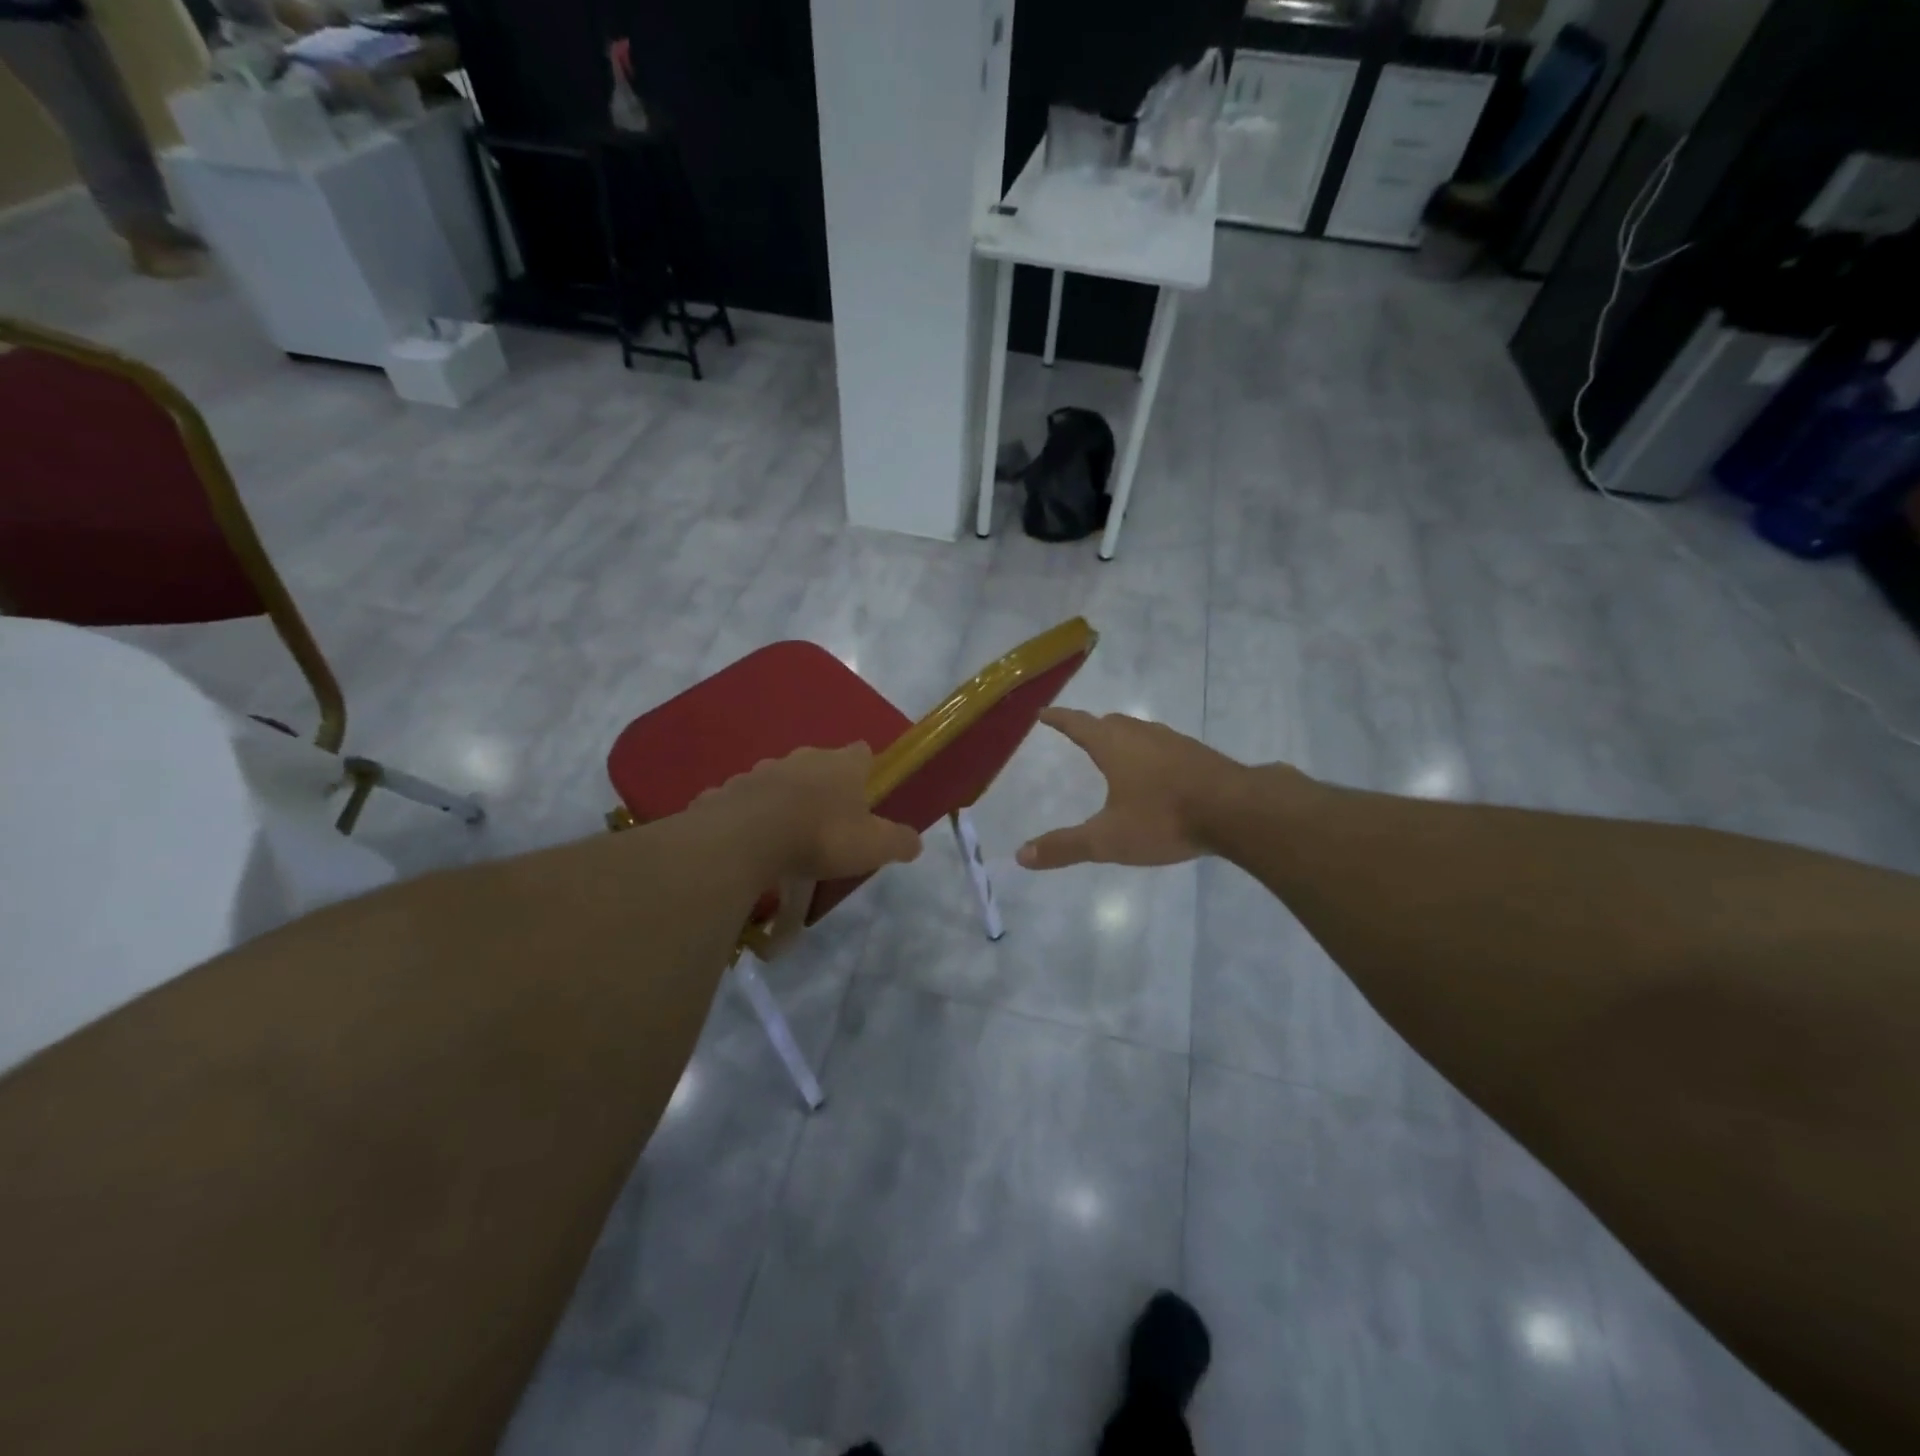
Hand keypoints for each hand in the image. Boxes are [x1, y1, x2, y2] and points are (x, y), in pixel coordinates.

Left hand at [701, 744, 922, 882]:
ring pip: (780, 779)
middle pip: (820, 764)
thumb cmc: (822, 836)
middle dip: (824, 785)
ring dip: (786, 799)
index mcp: (843, 764)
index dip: (865, 769)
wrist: (747, 838)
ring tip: (788, 834)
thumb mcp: (873, 846)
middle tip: (828, 820)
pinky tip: (751, 841)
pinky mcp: (728, 790)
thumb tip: (915, 842)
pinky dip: (751, 815)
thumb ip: (899, 841)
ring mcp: (762, 770)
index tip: (866, 791)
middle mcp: (804, 758)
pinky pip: (745, 800)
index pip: (862, 753)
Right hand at [1017, 709, 1247, 869]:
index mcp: (1114, 746)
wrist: (1237, 811)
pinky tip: (1160, 775)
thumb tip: (1021, 855)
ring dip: (1125, 739)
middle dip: (1093, 727)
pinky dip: (1152, 754)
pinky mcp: (1201, 756)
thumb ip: (1066, 847)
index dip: (1059, 719)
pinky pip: (1166, 747)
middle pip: (1111, 723)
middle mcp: (1142, 735)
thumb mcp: (1108, 840)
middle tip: (1081, 734)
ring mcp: (1175, 742)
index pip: (1078, 724)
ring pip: (1141, 732)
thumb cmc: (1164, 818)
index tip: (1044, 713)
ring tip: (1118, 754)